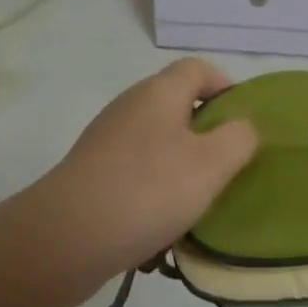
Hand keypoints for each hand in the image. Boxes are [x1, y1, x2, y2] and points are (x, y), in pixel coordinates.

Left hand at [18, 57, 259, 306]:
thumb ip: (239, 139)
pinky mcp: (91, 171)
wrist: (64, 238)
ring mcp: (107, 137)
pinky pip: (135, 168)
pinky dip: (152, 187)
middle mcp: (132, 104)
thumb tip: (243, 126)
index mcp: (160, 91)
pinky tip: (159, 224)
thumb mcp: (210, 165)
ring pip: (157, 140)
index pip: (199, 68)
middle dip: (205, 133)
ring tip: (195, 203)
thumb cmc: (147, 190)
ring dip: (180, 165)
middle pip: (178, 104)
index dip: (226, 88)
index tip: (242, 126)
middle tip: (225, 169)